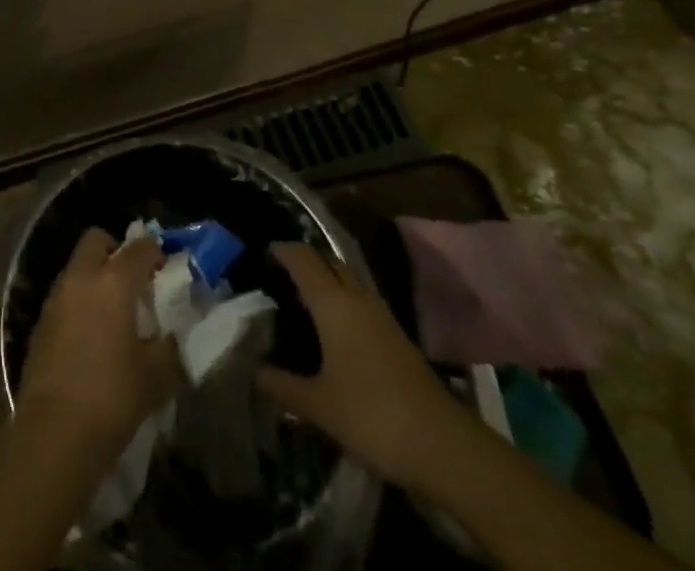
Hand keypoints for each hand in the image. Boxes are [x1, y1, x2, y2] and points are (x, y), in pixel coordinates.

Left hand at [17, 228, 178, 463]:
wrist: (53, 435)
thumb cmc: (111, 398)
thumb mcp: (156, 376)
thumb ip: (169, 347)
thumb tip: (172, 336)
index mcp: (113, 281)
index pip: (140, 248)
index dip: (156, 254)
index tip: (166, 272)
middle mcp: (81, 278)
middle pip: (97, 241)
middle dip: (116, 252)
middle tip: (133, 283)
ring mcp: (56, 298)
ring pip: (77, 268)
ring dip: (95, 278)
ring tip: (113, 315)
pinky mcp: (40, 323)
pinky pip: (64, 296)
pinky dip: (79, 303)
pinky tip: (90, 338)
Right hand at [257, 241, 463, 491]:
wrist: (442, 444)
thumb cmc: (372, 416)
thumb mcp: (318, 405)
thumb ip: (282, 385)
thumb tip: (253, 370)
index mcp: (334, 304)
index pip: (303, 260)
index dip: (282, 251)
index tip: (262, 253)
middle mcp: (357, 298)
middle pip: (327, 261)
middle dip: (303, 260)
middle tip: (278, 274)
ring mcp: (380, 314)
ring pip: (346, 279)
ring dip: (324, 278)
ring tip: (300, 297)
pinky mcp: (395, 334)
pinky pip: (359, 299)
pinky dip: (340, 298)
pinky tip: (332, 325)